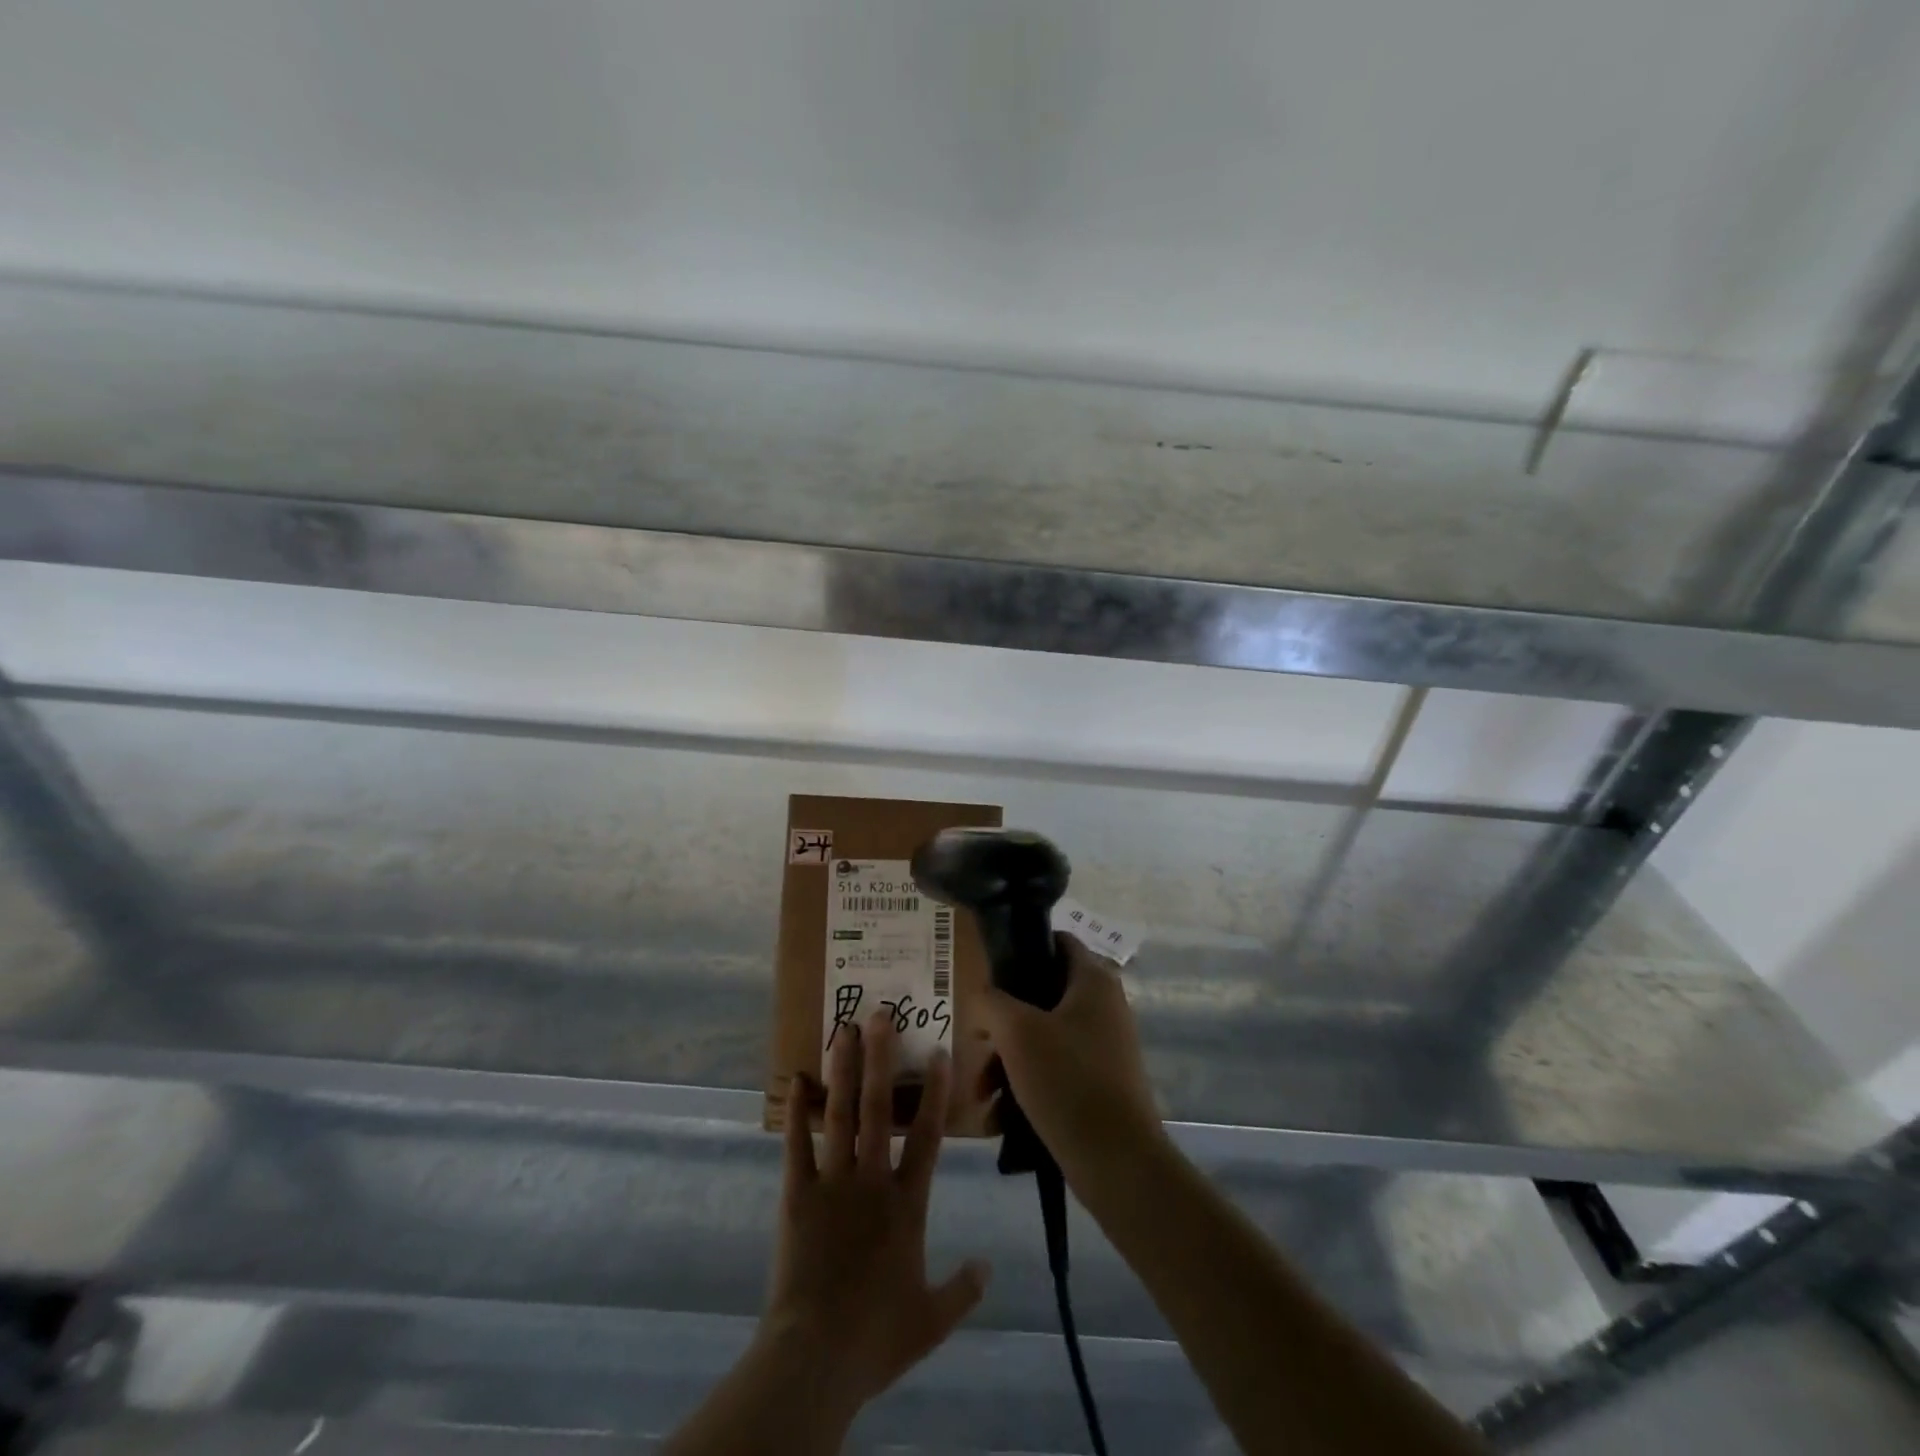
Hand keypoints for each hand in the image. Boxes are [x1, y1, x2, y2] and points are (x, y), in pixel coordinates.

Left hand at [764, 1012, 991, 1423]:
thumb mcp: (932, 1319)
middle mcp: (871, 1180)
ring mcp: (832, 1183)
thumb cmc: (877, 1335)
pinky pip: (796, 1147)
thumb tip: (989, 1265)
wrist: (816, 1358)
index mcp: (906, 1204)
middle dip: (880, 1059)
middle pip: (878, 1109)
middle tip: (880, 1015)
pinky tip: (795, 1079)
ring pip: (839, 1115)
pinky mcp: (797, 1195)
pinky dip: (796, 1113)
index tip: (938, 1052)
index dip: (935, 1092)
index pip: (927, 1136)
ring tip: (843, 1030)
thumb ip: (963, 1289)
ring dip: (842, 1071)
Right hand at [977, 936, 1164, 1180]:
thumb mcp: (1017, 1032)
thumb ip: (992, 1001)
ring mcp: (1106, 1046)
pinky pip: (1056, 1070)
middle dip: (1004, 1024)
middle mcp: (1105, 1006)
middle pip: (1042, 996)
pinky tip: (1001, 1118)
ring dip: (1009, 1061)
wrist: (1118, 1162)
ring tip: (983, 1095)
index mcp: (1093, 981)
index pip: (1057, 941)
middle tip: (978, 1046)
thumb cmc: (1066, 1080)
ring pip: (1044, 1038)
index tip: (990, 974)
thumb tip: (985, 995)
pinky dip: (1028, 1086)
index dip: (1022, 949)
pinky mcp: (1102, 1083)